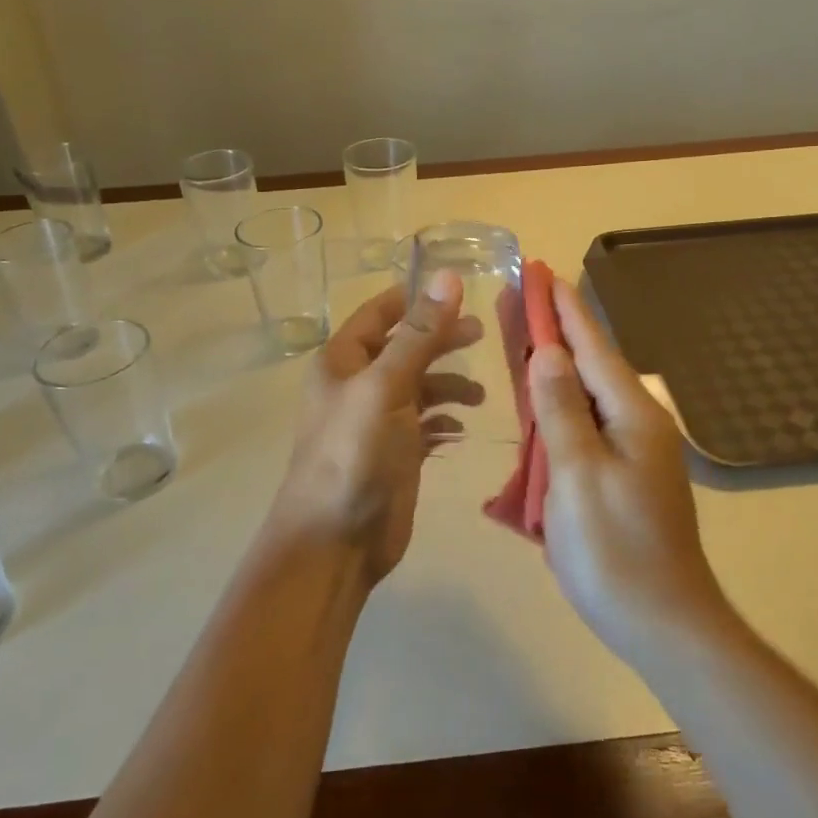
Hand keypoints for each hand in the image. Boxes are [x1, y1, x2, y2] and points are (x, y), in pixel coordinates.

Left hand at [268, 273, 482, 588]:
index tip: (459, 289)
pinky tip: (460, 431)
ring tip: (479, 396)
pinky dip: (444, 422)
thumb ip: (419, 334)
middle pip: (406, 347)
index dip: (415, 298)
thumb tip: (447, 277)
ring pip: (420, 387)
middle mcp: (358, 384)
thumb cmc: (355, 453)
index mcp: (343, 360)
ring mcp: (377, 420)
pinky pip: (425, 425)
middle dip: (442, 340)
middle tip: (482, 334)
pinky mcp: (395, 453)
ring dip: (449, 385)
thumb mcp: (387, 386)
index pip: (380, 312)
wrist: (335, 540)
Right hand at [529, 279, 727, 660]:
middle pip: (587, 364)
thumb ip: (560, 409)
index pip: (591, 346)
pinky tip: (537, 401)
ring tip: (520, 337)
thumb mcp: (578, 474)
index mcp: (632, 414)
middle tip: (519, 297)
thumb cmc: (616, 549)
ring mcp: (631, 450)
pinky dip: (556, 406)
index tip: (541, 271)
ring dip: (551, 366)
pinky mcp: (620, 474)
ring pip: (583, 394)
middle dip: (552, 329)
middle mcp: (637, 422)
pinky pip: (583, 425)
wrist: (663, 624)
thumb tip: (548, 352)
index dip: (563, 308)